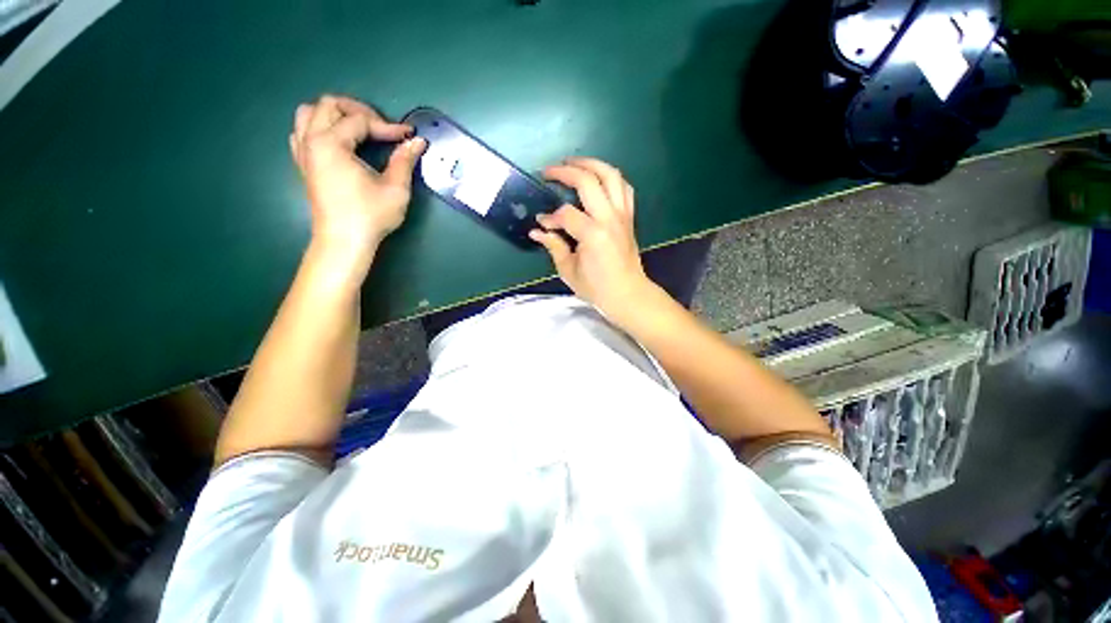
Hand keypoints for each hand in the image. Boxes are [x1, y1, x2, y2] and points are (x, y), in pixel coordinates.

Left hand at [290, 95, 426, 253]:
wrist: (344, 240)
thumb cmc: (370, 215)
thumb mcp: (395, 189)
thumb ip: (404, 161)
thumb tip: (417, 141)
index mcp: (331, 143)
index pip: (361, 121)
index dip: (388, 127)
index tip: (408, 136)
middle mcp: (311, 140)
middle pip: (330, 105)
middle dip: (360, 111)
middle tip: (382, 128)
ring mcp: (303, 152)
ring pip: (309, 113)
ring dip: (335, 115)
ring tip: (358, 130)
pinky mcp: (304, 164)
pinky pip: (302, 131)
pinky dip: (319, 128)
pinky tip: (338, 142)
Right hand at [529, 157, 653, 321]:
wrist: (628, 295)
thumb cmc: (597, 288)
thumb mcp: (569, 271)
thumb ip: (553, 247)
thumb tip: (537, 231)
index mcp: (593, 234)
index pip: (565, 214)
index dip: (550, 217)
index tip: (542, 224)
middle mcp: (610, 218)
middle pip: (588, 181)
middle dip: (565, 171)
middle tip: (549, 171)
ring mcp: (623, 215)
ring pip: (611, 175)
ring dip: (591, 164)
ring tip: (573, 163)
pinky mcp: (629, 217)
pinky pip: (624, 187)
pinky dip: (610, 177)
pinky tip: (598, 179)